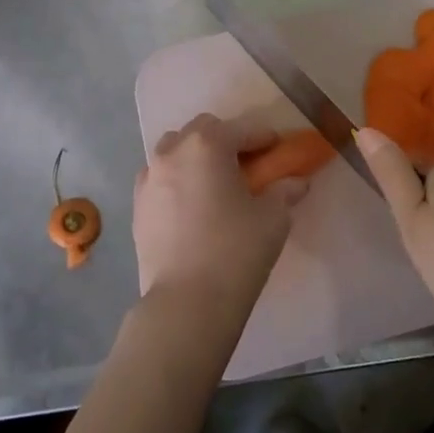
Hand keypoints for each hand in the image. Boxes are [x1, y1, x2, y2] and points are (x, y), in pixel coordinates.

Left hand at [133, 114, 308, 323]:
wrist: (187, 302)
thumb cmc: (236, 251)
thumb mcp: (273, 218)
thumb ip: (284, 192)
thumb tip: (296, 182)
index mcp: (207, 146)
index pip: (241, 129)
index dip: (263, 137)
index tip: (277, 148)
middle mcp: (172, 152)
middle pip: (201, 130)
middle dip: (225, 140)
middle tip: (246, 164)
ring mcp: (149, 179)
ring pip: (174, 151)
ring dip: (196, 156)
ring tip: (214, 183)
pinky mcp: (137, 206)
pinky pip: (159, 179)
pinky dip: (176, 180)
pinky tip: (191, 205)